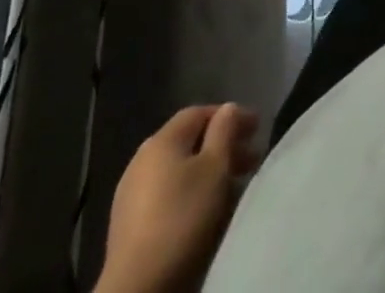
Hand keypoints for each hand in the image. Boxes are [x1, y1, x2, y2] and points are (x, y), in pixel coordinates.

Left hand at [96, 104, 260, 292]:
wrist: (137, 289)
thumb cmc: (183, 218)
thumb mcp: (215, 168)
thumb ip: (225, 131)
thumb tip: (228, 108)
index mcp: (161, 140)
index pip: (200, 113)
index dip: (231, 115)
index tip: (257, 129)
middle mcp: (142, 159)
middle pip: (189, 142)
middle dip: (222, 146)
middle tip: (250, 160)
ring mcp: (130, 194)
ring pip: (178, 170)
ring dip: (208, 171)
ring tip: (232, 187)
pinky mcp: (127, 225)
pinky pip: (166, 194)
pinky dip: (189, 193)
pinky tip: (204, 210)